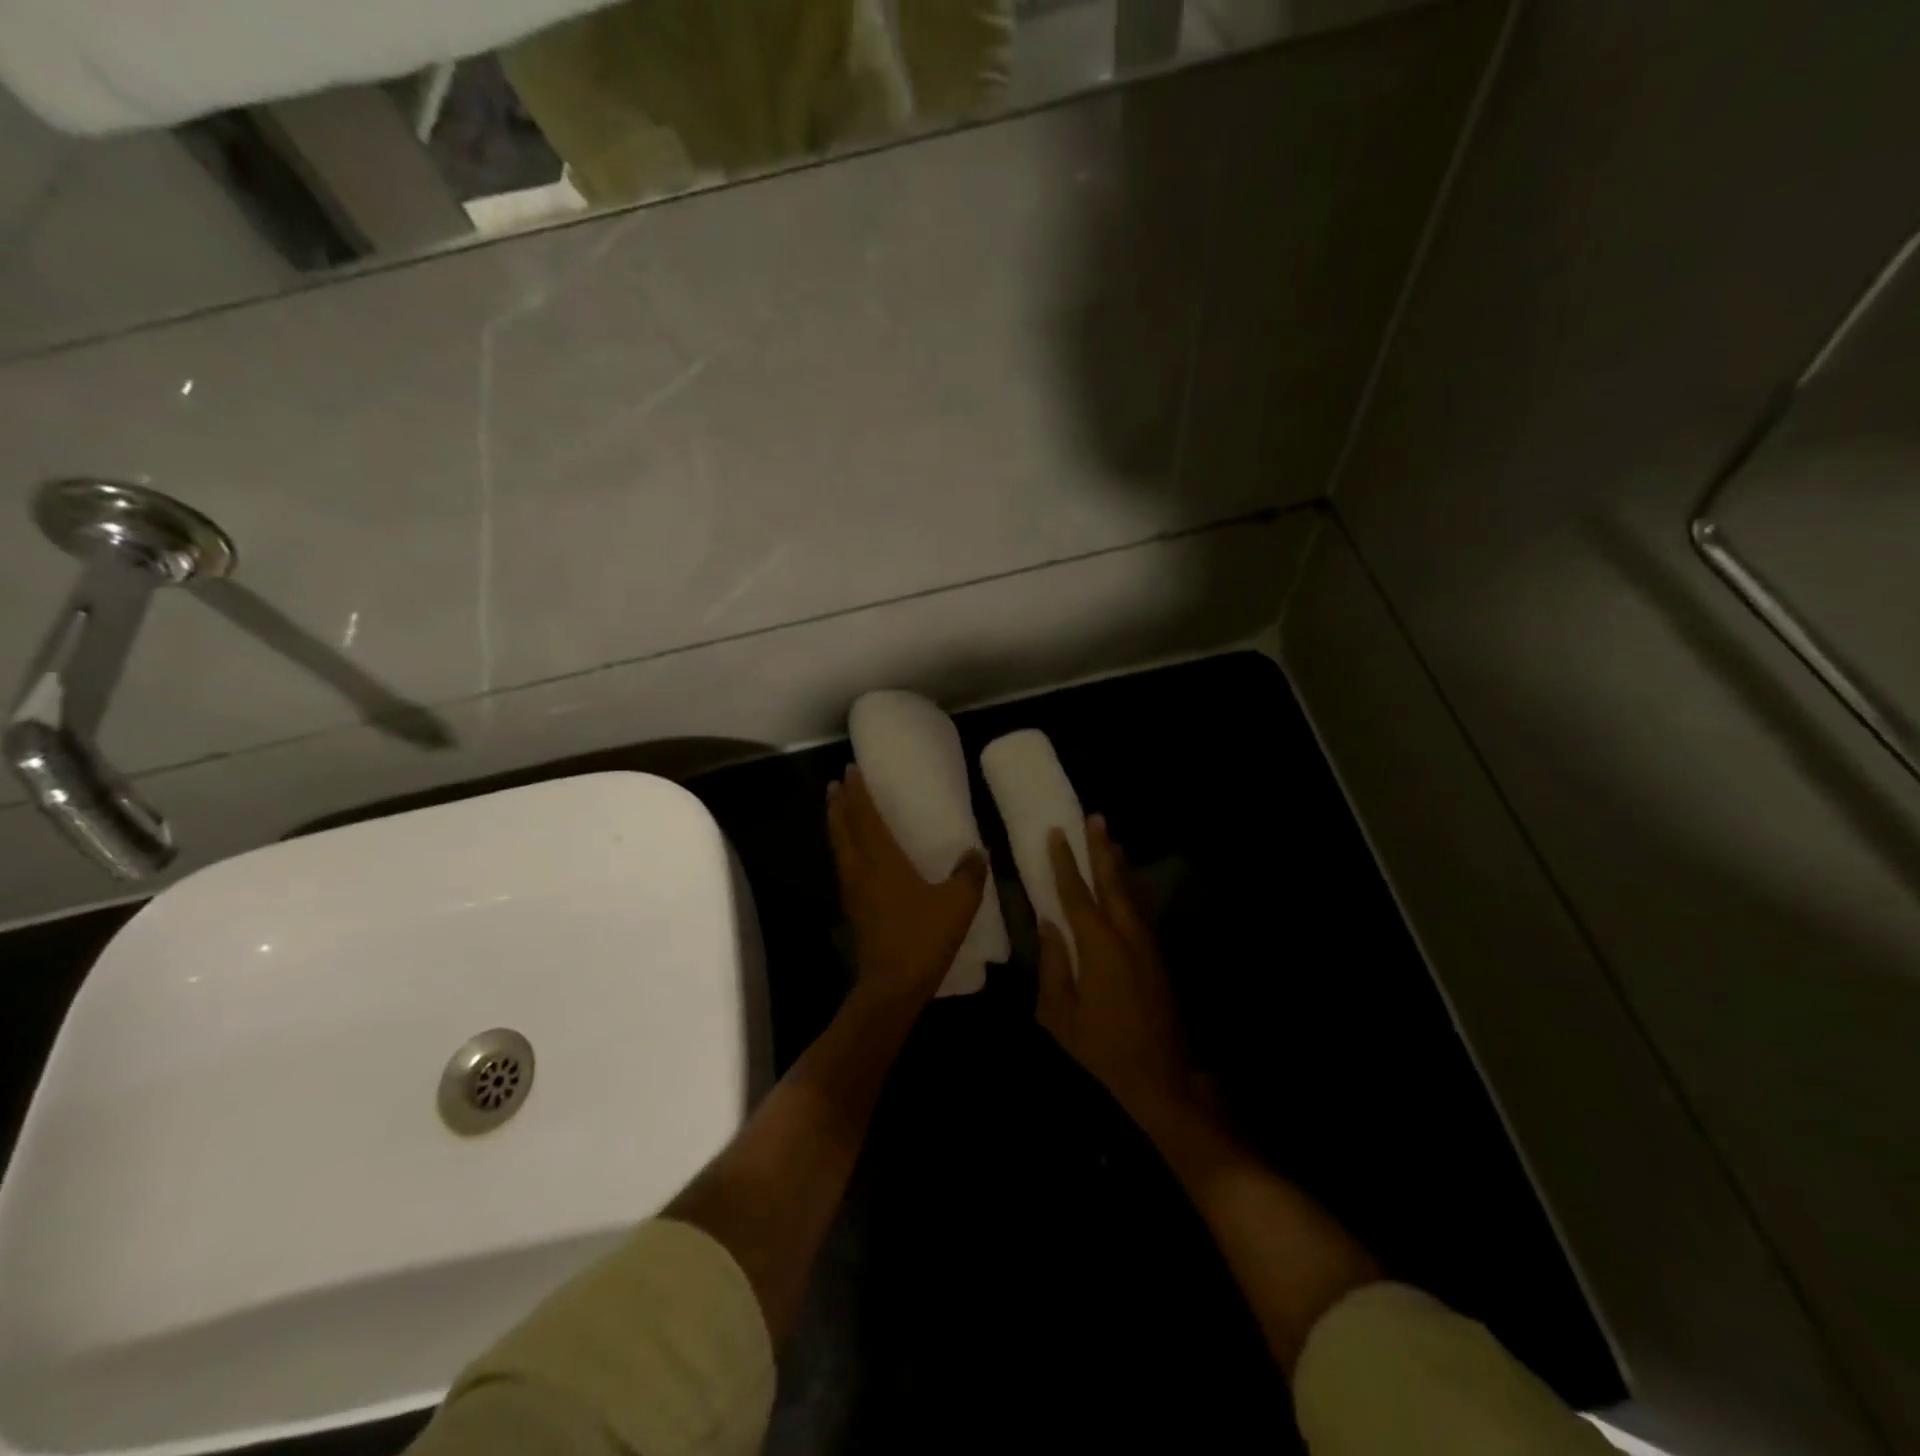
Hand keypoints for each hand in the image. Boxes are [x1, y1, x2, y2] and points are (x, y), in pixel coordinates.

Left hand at [827, 767, 988, 1007]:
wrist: (892, 986)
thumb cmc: (923, 938)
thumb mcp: (958, 904)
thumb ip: (969, 874)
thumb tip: (976, 853)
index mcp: (882, 860)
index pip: (864, 816)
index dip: (858, 793)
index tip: (850, 771)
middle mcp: (860, 869)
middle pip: (842, 828)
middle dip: (839, 804)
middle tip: (837, 784)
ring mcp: (852, 891)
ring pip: (839, 847)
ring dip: (836, 824)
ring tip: (837, 809)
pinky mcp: (853, 909)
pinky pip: (844, 866)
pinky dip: (843, 848)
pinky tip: (852, 854)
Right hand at [1037, 816, 1197, 1129]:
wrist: (1161, 1078)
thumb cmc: (1101, 1049)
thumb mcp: (1060, 1013)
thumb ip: (1052, 964)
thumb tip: (1048, 924)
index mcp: (1099, 947)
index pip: (1077, 895)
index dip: (1065, 863)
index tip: (1056, 833)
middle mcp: (1127, 936)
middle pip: (1112, 883)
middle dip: (1101, 850)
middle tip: (1095, 818)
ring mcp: (1147, 945)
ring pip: (1131, 893)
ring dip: (1119, 865)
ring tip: (1111, 838)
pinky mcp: (1158, 957)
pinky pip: (1141, 910)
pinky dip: (1131, 889)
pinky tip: (1127, 883)